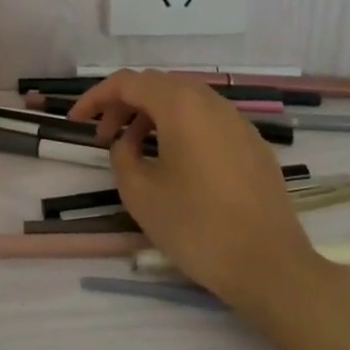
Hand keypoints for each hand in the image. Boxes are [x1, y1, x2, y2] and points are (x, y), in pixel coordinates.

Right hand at [71, 70, 329, 314]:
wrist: (272, 266)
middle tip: (104, 136)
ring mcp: (237, 121)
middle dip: (125, 104)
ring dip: (153, 115)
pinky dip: (182, 128)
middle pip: (157, 85)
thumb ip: (122, 156)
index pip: (128, 82)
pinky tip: (176, 162)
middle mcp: (210, 101)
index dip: (96, 97)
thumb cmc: (198, 227)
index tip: (77, 121)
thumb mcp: (141, 194)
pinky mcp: (253, 144)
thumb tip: (127, 144)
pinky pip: (208, 120)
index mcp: (180, 105)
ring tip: (137, 150)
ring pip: (185, 100)